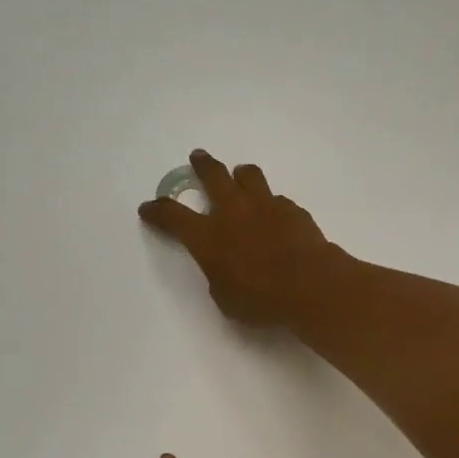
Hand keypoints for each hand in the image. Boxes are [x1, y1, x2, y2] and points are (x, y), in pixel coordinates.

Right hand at [137, 150, 333, 326]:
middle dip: (202, 166)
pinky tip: (274, 214)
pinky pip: (276, 198)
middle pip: (212, 176)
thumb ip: (218, 274)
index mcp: (207, 236)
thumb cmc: (261, 300)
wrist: (310, 285)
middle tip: (198, 158)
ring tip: (240, 176)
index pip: (173, 216)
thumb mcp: (225, 297)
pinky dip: (270, 203)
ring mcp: (264, 205)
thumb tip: (224, 264)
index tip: (149, 207)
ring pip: (248, 175)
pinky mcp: (291, 209)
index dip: (158, 211)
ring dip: (240, 174)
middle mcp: (232, 211)